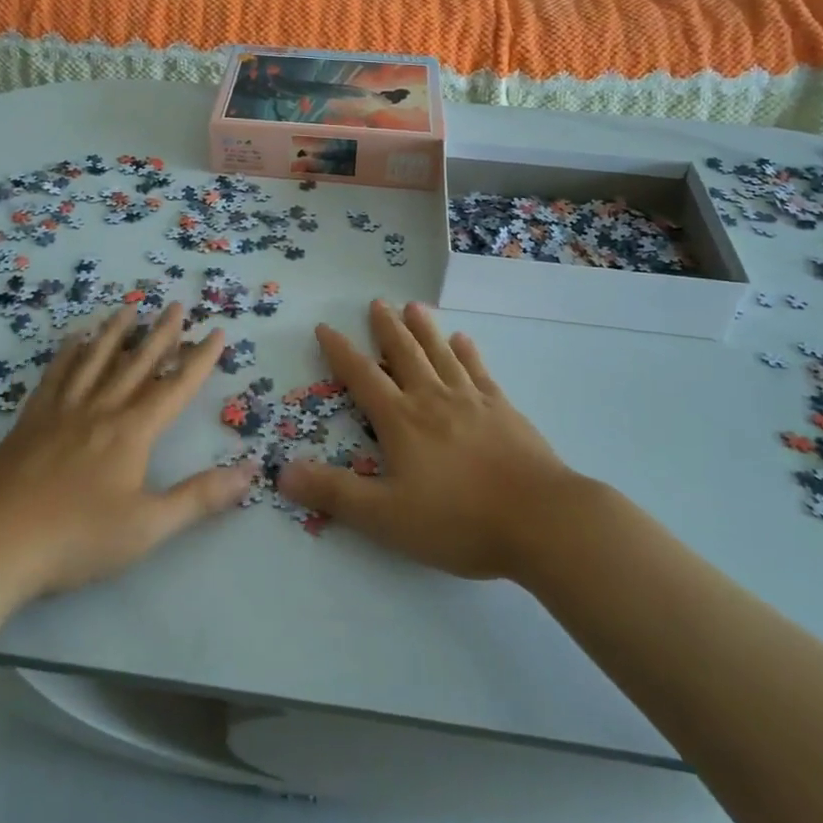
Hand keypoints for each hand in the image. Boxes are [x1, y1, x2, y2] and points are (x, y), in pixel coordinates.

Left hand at [0, 303, 253, 595]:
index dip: (200, 359)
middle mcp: (100, 409)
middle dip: (161, 334)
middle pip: (137, 363)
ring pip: (95, 360)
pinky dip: (67, 354)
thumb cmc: (77, 538)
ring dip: (115, 333)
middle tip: (176, 305)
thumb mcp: (149, 526)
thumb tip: (251, 471)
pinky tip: (72, 340)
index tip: (216, 331)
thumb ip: (201, 497)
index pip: (175, 387)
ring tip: (129, 308)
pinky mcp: (31, 420)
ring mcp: (62, 411)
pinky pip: (55, 375)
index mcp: (132, 431)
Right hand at [279, 300, 576, 579]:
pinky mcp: (503, 409)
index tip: (325, 327)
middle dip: (386, 328)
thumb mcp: (386, 516)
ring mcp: (471, 400)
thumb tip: (281, 472)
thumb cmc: (458, 520)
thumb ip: (334, 493)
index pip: (362, 377)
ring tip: (414, 306)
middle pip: (404, 354)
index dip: (340, 352)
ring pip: (441, 353)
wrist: (541, 519)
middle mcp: (432, 399)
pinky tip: (464, 340)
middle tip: (376, 302)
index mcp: (401, 420)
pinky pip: (479, 371)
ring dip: (424, 329)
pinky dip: (468, 352)